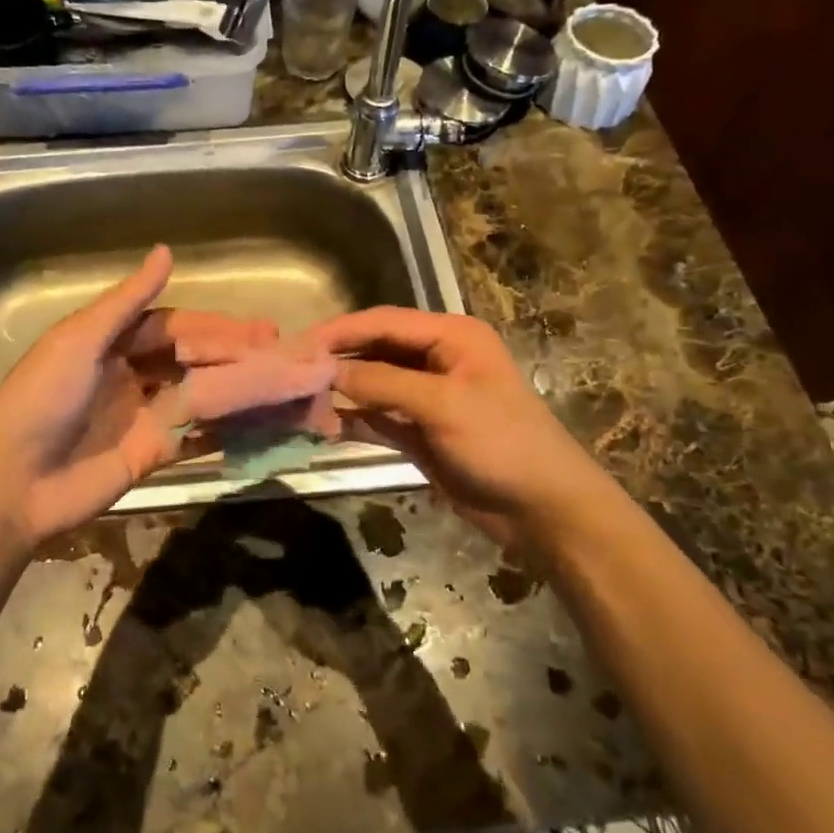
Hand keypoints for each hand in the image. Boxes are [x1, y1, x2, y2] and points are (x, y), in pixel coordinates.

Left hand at [0, 246, 330, 553]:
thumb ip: (127, 301)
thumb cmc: (42, 399)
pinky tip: (257, 421)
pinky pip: (193, 435)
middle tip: (281, 353)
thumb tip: (167, 252)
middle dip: (233, 355)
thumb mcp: (80, 339)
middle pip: (191, 360)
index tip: (259, 330)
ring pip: (197, 395)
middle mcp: (130, 375)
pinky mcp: (149, 454)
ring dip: (235, 388)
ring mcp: (141, 416)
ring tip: (280, 383)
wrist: (12, 482)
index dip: (215, 327)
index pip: (174, 328)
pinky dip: (224, 428)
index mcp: (110, 343)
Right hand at [309, 307, 611, 548]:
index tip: (298, 343)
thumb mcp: (443, 405)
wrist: (543, 510)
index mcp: (451, 336)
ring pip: (371, 383)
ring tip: (296, 396)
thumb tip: (327, 372)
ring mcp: (426, 396)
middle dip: (336, 359)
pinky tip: (321, 424)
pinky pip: (376, 416)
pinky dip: (351, 419)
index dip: (340, 330)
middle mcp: (436, 358)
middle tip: (290, 369)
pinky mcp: (418, 430)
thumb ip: (383, 383)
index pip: (384, 322)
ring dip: (339, 390)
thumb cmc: (502, 443)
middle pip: (374, 349)